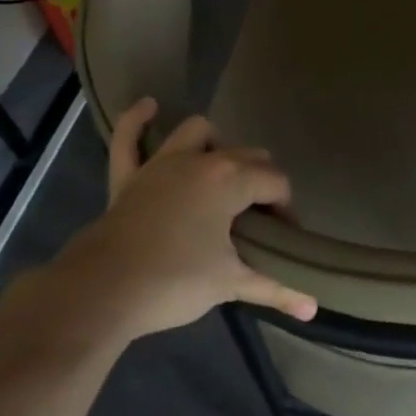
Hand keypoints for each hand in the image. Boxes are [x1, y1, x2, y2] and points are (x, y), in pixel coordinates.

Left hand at [42, 99, 317, 358]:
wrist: (101, 293)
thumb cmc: (174, 282)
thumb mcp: (230, 283)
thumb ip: (276, 288)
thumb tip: (314, 308)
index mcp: (231, 179)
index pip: (276, 183)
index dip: (286, 210)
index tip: (283, 240)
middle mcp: (201, 160)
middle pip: (247, 156)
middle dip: (260, 181)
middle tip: (259, 221)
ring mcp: (161, 163)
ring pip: (198, 133)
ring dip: (215, 145)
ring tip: (222, 172)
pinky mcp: (128, 176)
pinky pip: (129, 139)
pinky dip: (138, 121)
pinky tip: (150, 107)